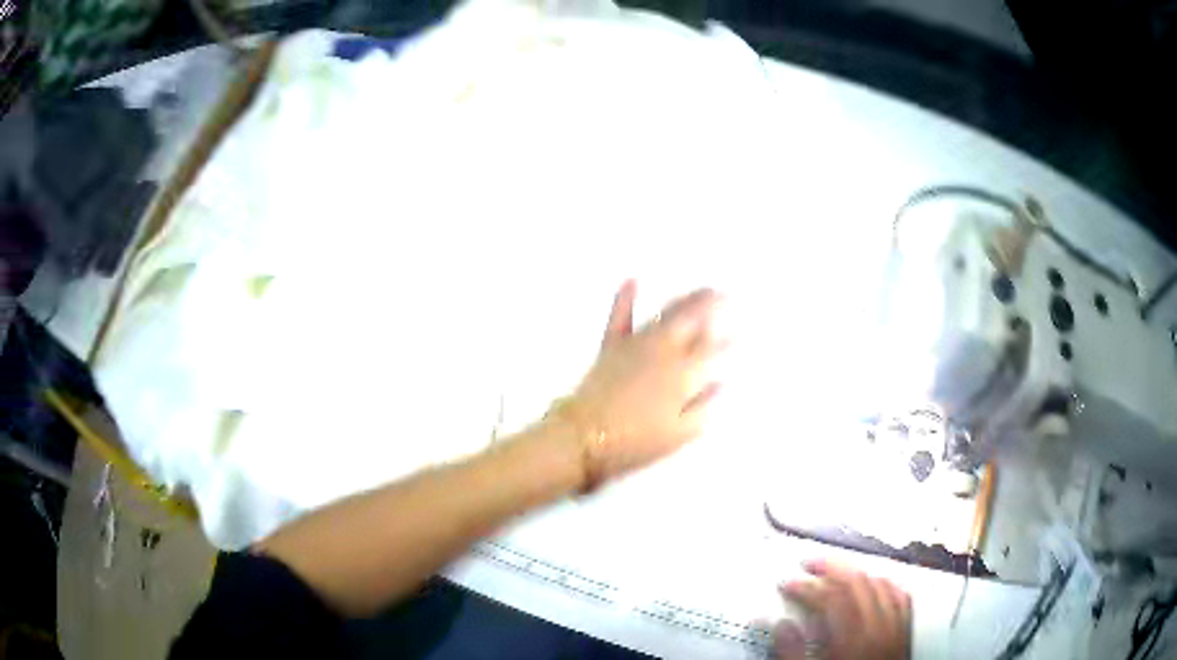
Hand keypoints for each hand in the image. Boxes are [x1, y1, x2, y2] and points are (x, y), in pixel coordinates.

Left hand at [556, 280, 724, 486]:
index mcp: (682, 374)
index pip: (710, 349)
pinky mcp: (611, 347)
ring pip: (664, 315)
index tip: (740, 330)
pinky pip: (619, 318)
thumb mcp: (680, 433)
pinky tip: (632, 280)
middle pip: (691, 321)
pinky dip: (625, 298)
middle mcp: (662, 351)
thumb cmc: (636, 441)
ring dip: (685, 300)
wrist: (585, 437)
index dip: (727, 339)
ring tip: (700, 290)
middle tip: (725, 295)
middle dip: (711, 305)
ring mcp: (635, 345)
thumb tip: (720, 384)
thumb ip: (703, 406)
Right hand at [774, 560, 911, 659]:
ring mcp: (895, 627)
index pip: (829, 597)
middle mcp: (878, 627)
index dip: (806, 586)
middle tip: (811, 564)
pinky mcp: (904, 631)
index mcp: (852, 638)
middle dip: (831, 568)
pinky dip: (885, 584)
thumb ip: (791, 651)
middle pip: (857, 582)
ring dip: (857, 572)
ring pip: (880, 584)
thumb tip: (781, 626)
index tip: (788, 583)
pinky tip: (875, 583)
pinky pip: (900, 596)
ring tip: (838, 571)